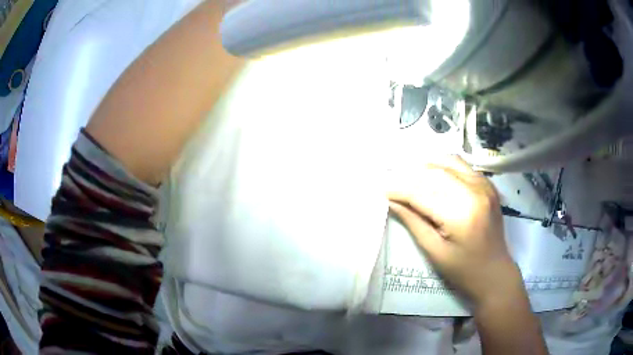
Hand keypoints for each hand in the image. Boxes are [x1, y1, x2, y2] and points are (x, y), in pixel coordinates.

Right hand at [387, 156, 523, 306]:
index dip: (398, 188)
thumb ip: (413, 221)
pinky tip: (431, 176)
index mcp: (462, 214)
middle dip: (408, 175)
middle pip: (433, 172)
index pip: (422, 192)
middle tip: (390, 182)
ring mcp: (484, 184)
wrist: (496, 273)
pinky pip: (461, 165)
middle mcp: (475, 191)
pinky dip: (442, 166)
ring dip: (424, 167)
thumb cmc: (463, 271)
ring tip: (408, 177)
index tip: (379, 188)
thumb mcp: (434, 251)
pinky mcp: (487, 184)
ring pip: (447, 162)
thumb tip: (391, 200)